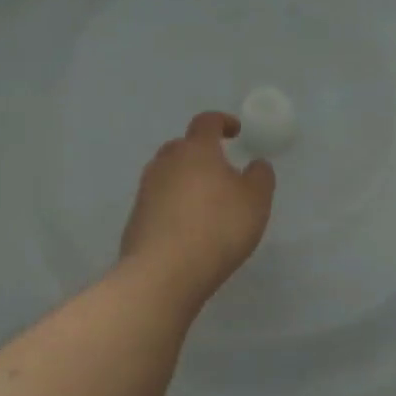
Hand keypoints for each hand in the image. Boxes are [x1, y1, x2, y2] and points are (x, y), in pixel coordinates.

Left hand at [120, 112, 275, 307]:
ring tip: (205, 202)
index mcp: (196, 150)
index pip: (206, 122)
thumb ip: (260, 177)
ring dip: (185, 181)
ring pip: (168, 174)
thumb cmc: (218, 227)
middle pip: (182, 147)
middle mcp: (166, 162)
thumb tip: (255, 164)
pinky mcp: (135, 218)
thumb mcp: (256, 201)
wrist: (164, 273)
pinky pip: (158, 202)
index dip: (223, 122)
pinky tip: (187, 228)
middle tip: (220, 170)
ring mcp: (146, 190)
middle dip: (201, 153)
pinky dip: (173, 206)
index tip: (235, 131)